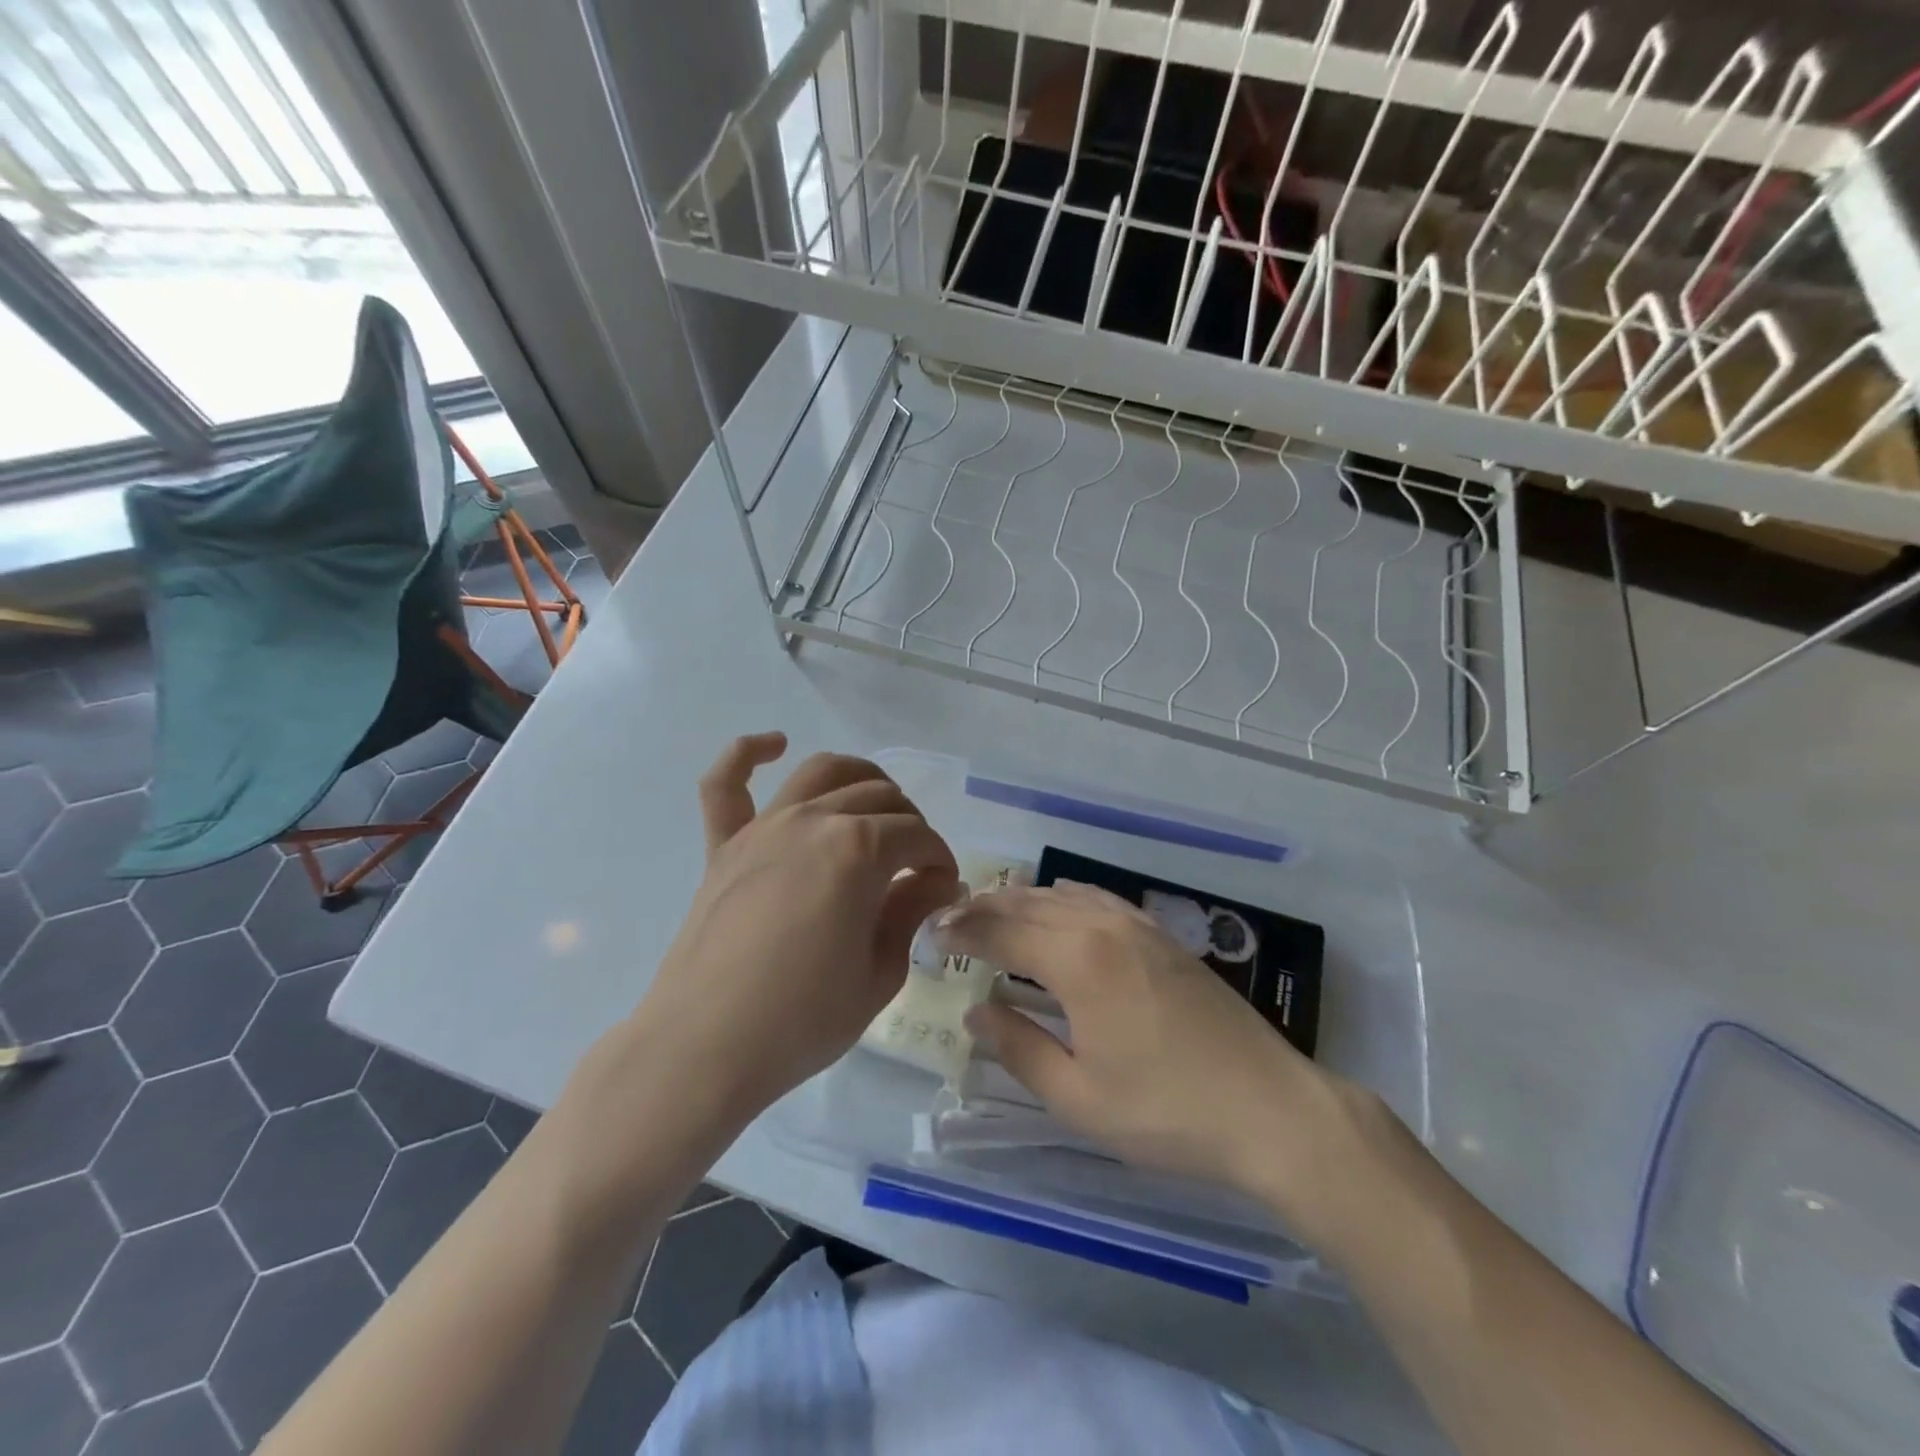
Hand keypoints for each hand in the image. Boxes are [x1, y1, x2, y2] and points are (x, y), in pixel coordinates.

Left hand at [633, 734, 959, 1125]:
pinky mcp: (723, 846)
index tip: (945, 889)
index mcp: (858, 850)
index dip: (941, 859)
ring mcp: (763, 828)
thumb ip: (909, 912)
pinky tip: (774, 744)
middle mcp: (813, 821)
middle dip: (911, 824)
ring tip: (878, 803)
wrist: (704, 1048)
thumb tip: (934, 881)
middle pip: (879, 799)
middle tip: (916, 864)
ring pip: (821, 773)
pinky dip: (748, 754)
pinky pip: (726, 785)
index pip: (918, 836)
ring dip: (860, 778)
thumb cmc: (802, 1020)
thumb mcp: (879, 973)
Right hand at [944, 881, 1375, 1238]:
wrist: (1271, 1109)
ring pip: (1063, 895)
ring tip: (991, 914)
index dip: (960, 930)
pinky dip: (1064, 898)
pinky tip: (1058, 908)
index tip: (929, 935)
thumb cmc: (1167, 1111)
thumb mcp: (1079, 1096)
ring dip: (1021, 901)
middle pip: (1028, 903)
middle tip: (949, 921)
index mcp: (1077, 959)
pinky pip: (1099, 899)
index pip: (1001, 930)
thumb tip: (976, 1010)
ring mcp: (1138, 925)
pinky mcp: (1163, 937)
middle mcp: (1103, 925)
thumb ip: (1019, 1047)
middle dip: (983, 909)